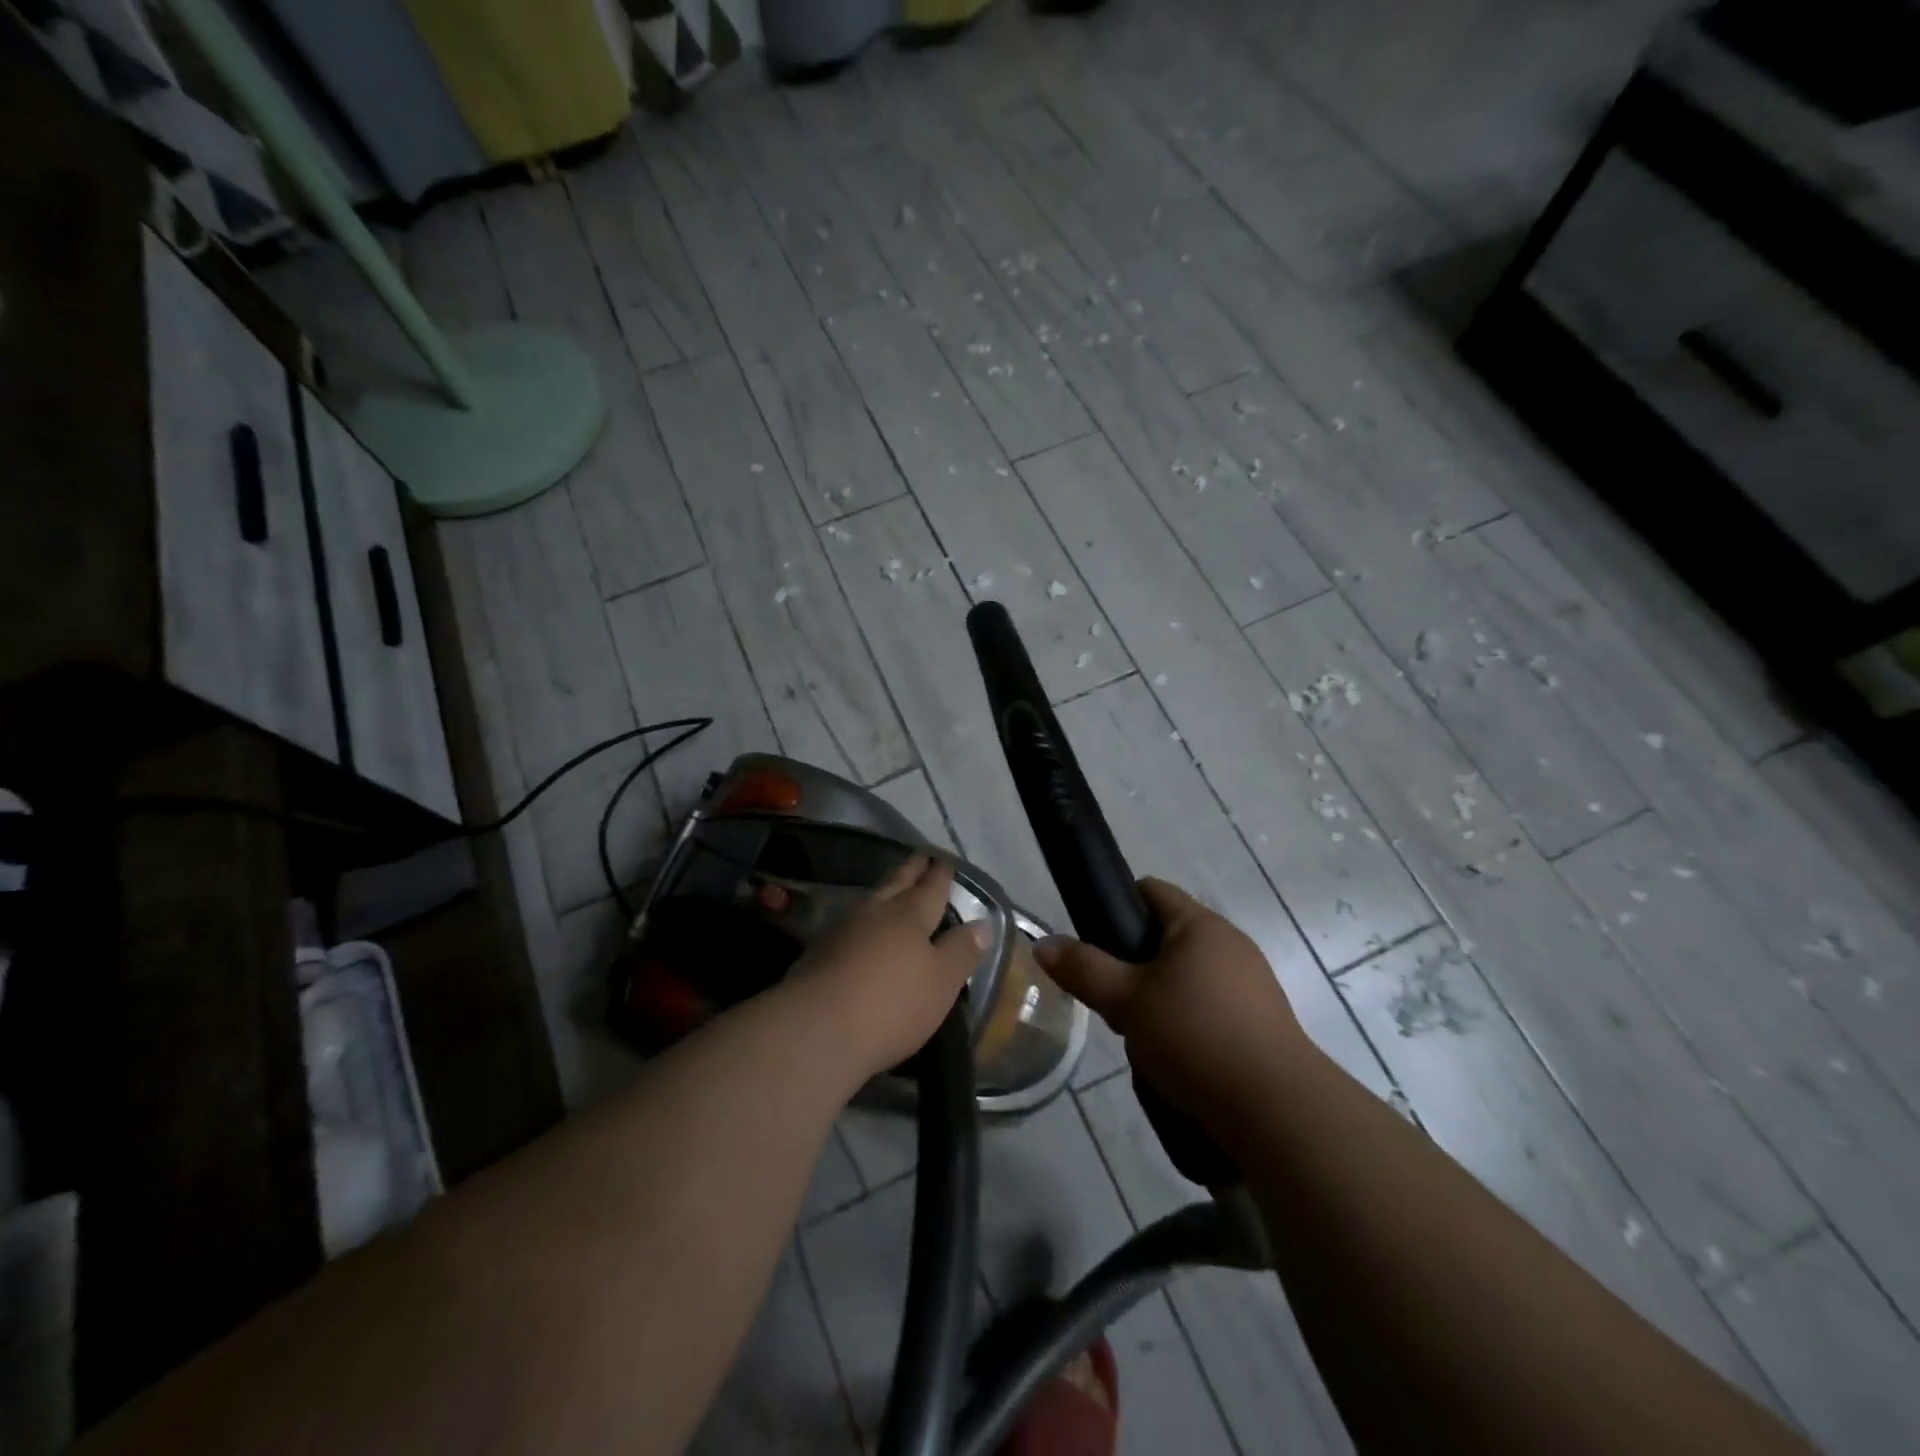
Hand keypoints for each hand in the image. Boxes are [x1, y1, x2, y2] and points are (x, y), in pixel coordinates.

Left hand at [787, 853, 987, 1083]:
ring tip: (893, 888)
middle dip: (911, 870)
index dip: (940, 873)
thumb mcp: (941, 982)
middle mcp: (875, 912)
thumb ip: (961, 950)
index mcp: (909, 914)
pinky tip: (862, 929)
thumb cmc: (891, 1003)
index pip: (930, 886)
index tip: (945, 859)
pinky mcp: (818, 952)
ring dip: (884, 891)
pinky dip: (863, 920)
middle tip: (921, 856)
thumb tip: (982, 923)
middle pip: (896, 883)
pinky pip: (849, 924)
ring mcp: (842, 929)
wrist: (816, 1029)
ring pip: (870, 900)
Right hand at [1033, 879, 1308, 1128]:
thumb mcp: (1126, 1002)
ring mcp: (1253, 981)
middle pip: (1168, 935)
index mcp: (1199, 924)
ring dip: (1162, 995)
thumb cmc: (1194, 1036)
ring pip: (1189, 974)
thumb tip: (1043, 944)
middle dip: (1135, 962)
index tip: (1095, 941)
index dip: (1117, 905)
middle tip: (1113, 998)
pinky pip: (1213, 1004)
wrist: (1276, 1108)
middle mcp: (1231, 942)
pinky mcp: (1264, 1019)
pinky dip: (1190, 1020)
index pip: (1151, 890)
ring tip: (1143, 1034)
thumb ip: (1084, 970)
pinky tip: (1179, 1056)